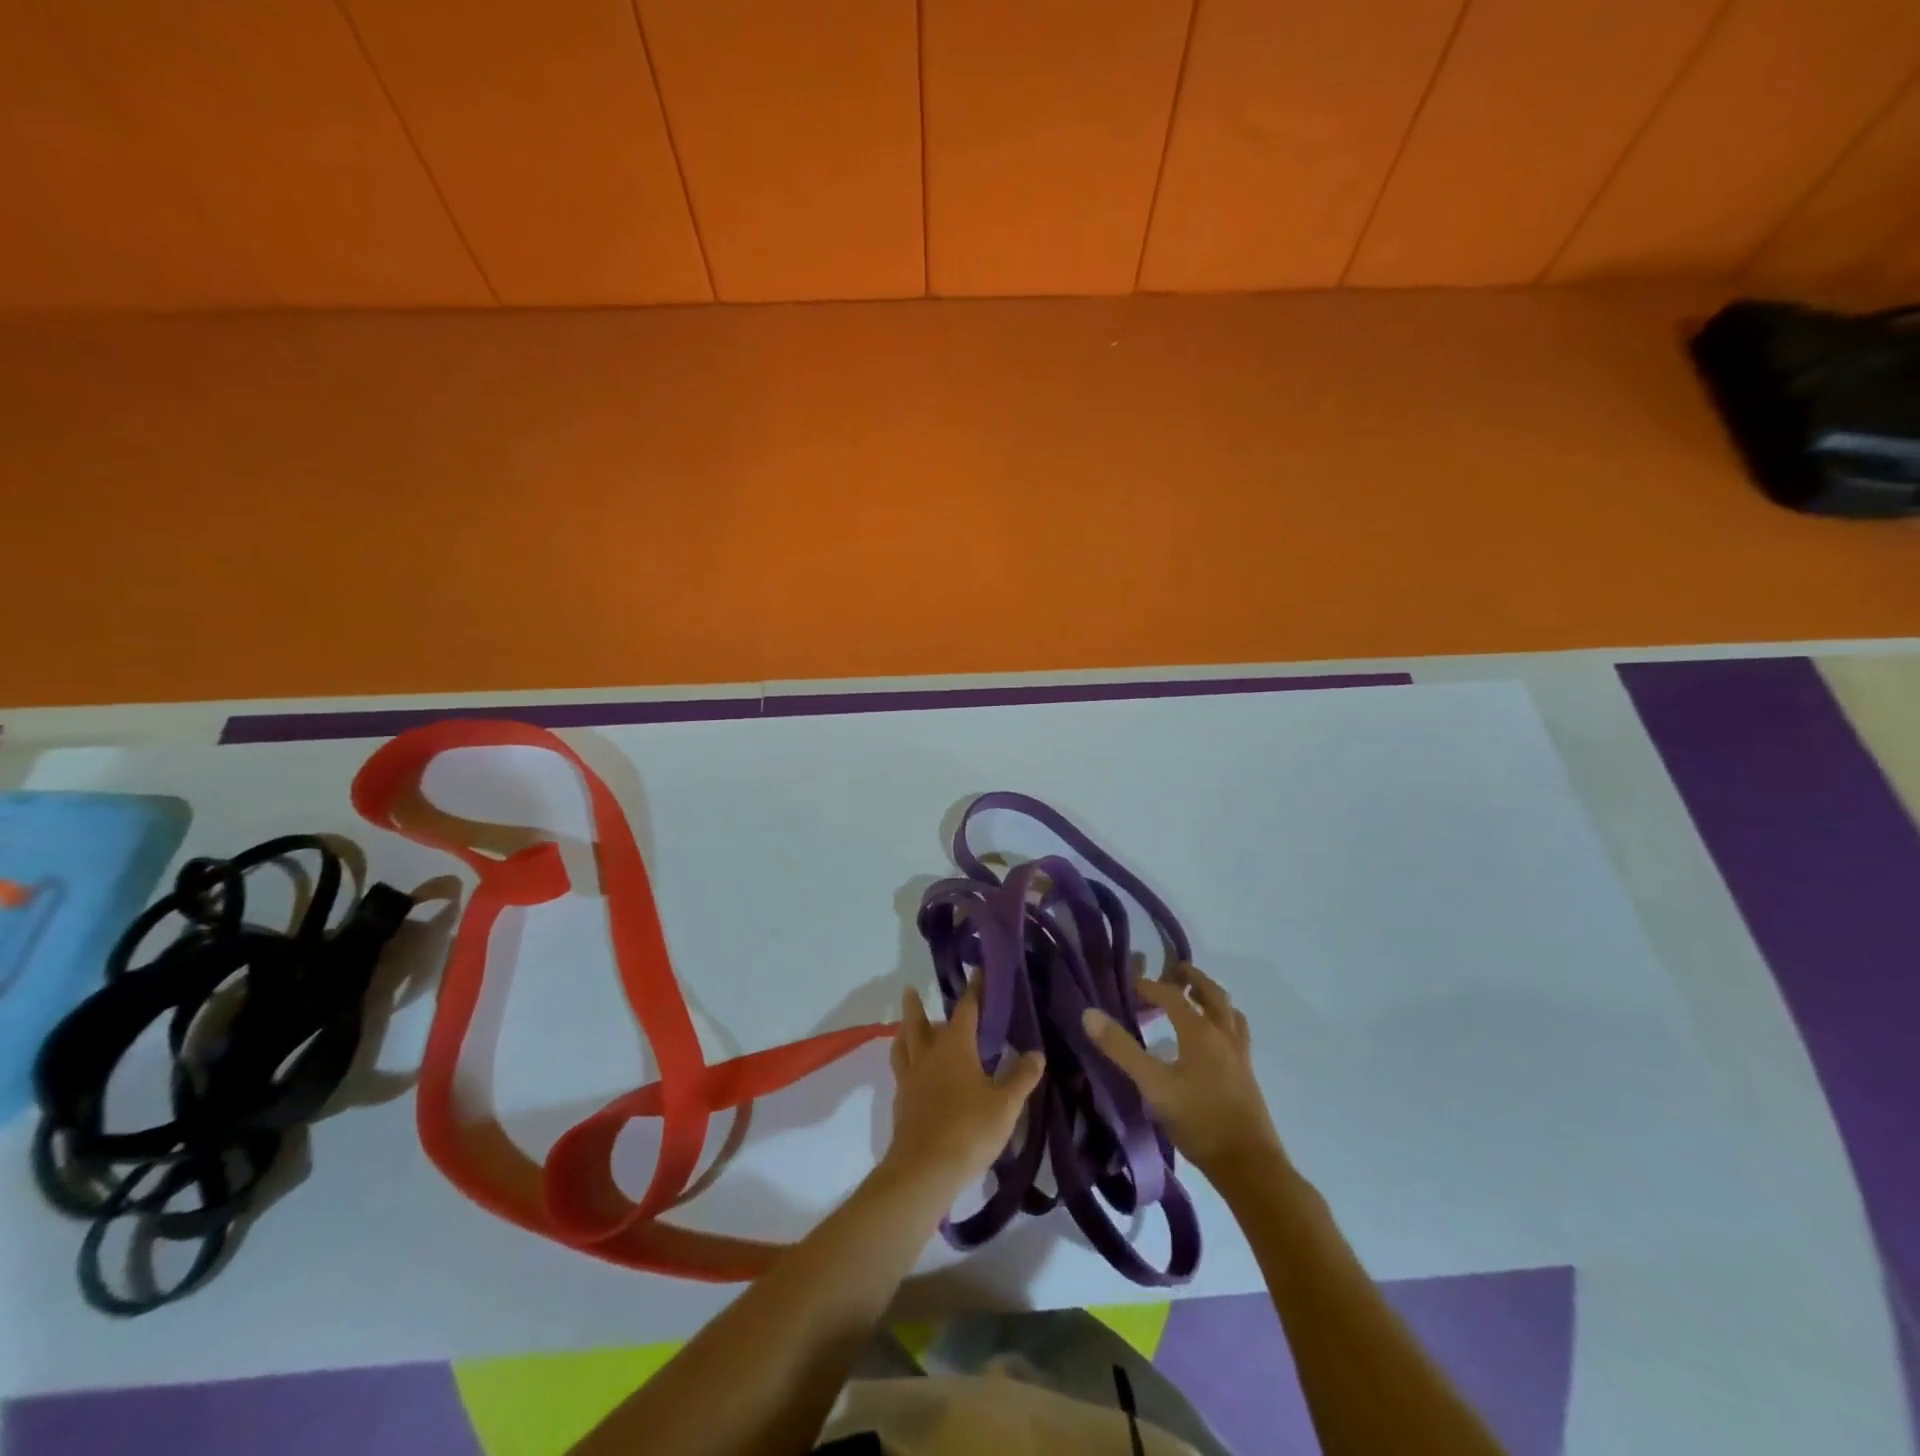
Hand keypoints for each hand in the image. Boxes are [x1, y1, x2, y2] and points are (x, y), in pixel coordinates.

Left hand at [884, 977, 1044, 1198]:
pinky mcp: (902, 1100)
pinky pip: (900, 1068)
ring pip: (903, 1043)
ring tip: (905, 1024)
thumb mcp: (1005, 1104)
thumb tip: (1036, 1053)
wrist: (924, 1170)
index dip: (974, 989)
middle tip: (912, 989)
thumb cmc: (968, 1130)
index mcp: (955, 1046)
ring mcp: (911, 1077)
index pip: (966, 1008)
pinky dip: (904, 1058)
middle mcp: (929, 1054)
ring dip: (905, 1029)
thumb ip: (1021, 1077)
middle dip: (917, 1004)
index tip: (977, 972)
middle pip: (919, 1021)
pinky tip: (911, 1069)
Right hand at [1082, 964, 1283, 1180]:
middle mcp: (1223, 1034)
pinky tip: (1213, 1038)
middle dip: (1191, 978)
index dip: (1149, 986)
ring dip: (1211, 997)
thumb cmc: (1198, 1121)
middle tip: (1173, 971)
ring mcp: (1239, 1054)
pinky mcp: (1247, 1074)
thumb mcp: (1152, 1086)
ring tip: (1195, 997)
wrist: (1249, 1165)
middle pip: (1211, 993)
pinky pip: (1237, 1032)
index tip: (1129, 986)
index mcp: (1200, 1031)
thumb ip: (1121, 1049)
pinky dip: (1224, 1020)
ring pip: (1229, 1011)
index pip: (1172, 995)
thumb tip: (1089, 1014)